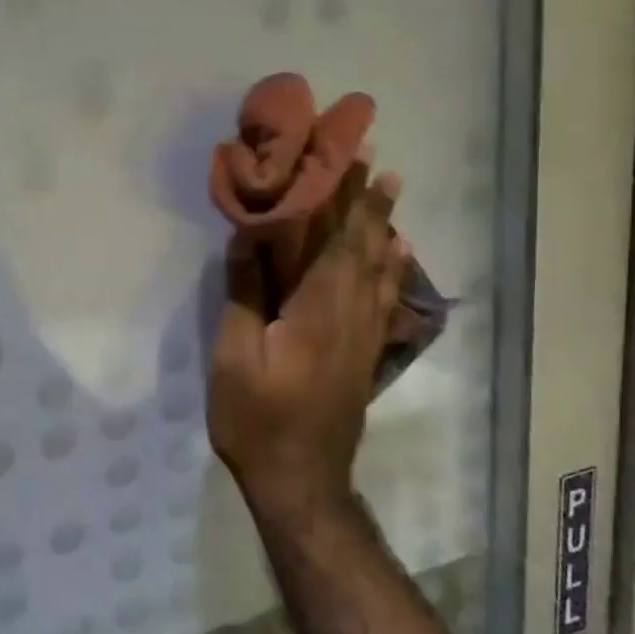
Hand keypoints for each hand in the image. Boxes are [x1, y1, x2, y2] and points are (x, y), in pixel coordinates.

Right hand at [207, 171, 411, 525]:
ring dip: (383, 224)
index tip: (351, 153)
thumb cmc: (258, 418)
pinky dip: (393, 267)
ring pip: (379, 267)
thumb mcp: (235, 356)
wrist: (300, 481)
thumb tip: (250, 234)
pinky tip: (399, 253)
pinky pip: (384, 297)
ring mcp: (364, 335)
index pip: (336, 237)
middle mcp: (351, 312)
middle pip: (363, 245)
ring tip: (391, 189)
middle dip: (367, 200)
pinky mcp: (364, 353)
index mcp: (319, 307)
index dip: (345, 194)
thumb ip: (245, 292)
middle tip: (373, 158)